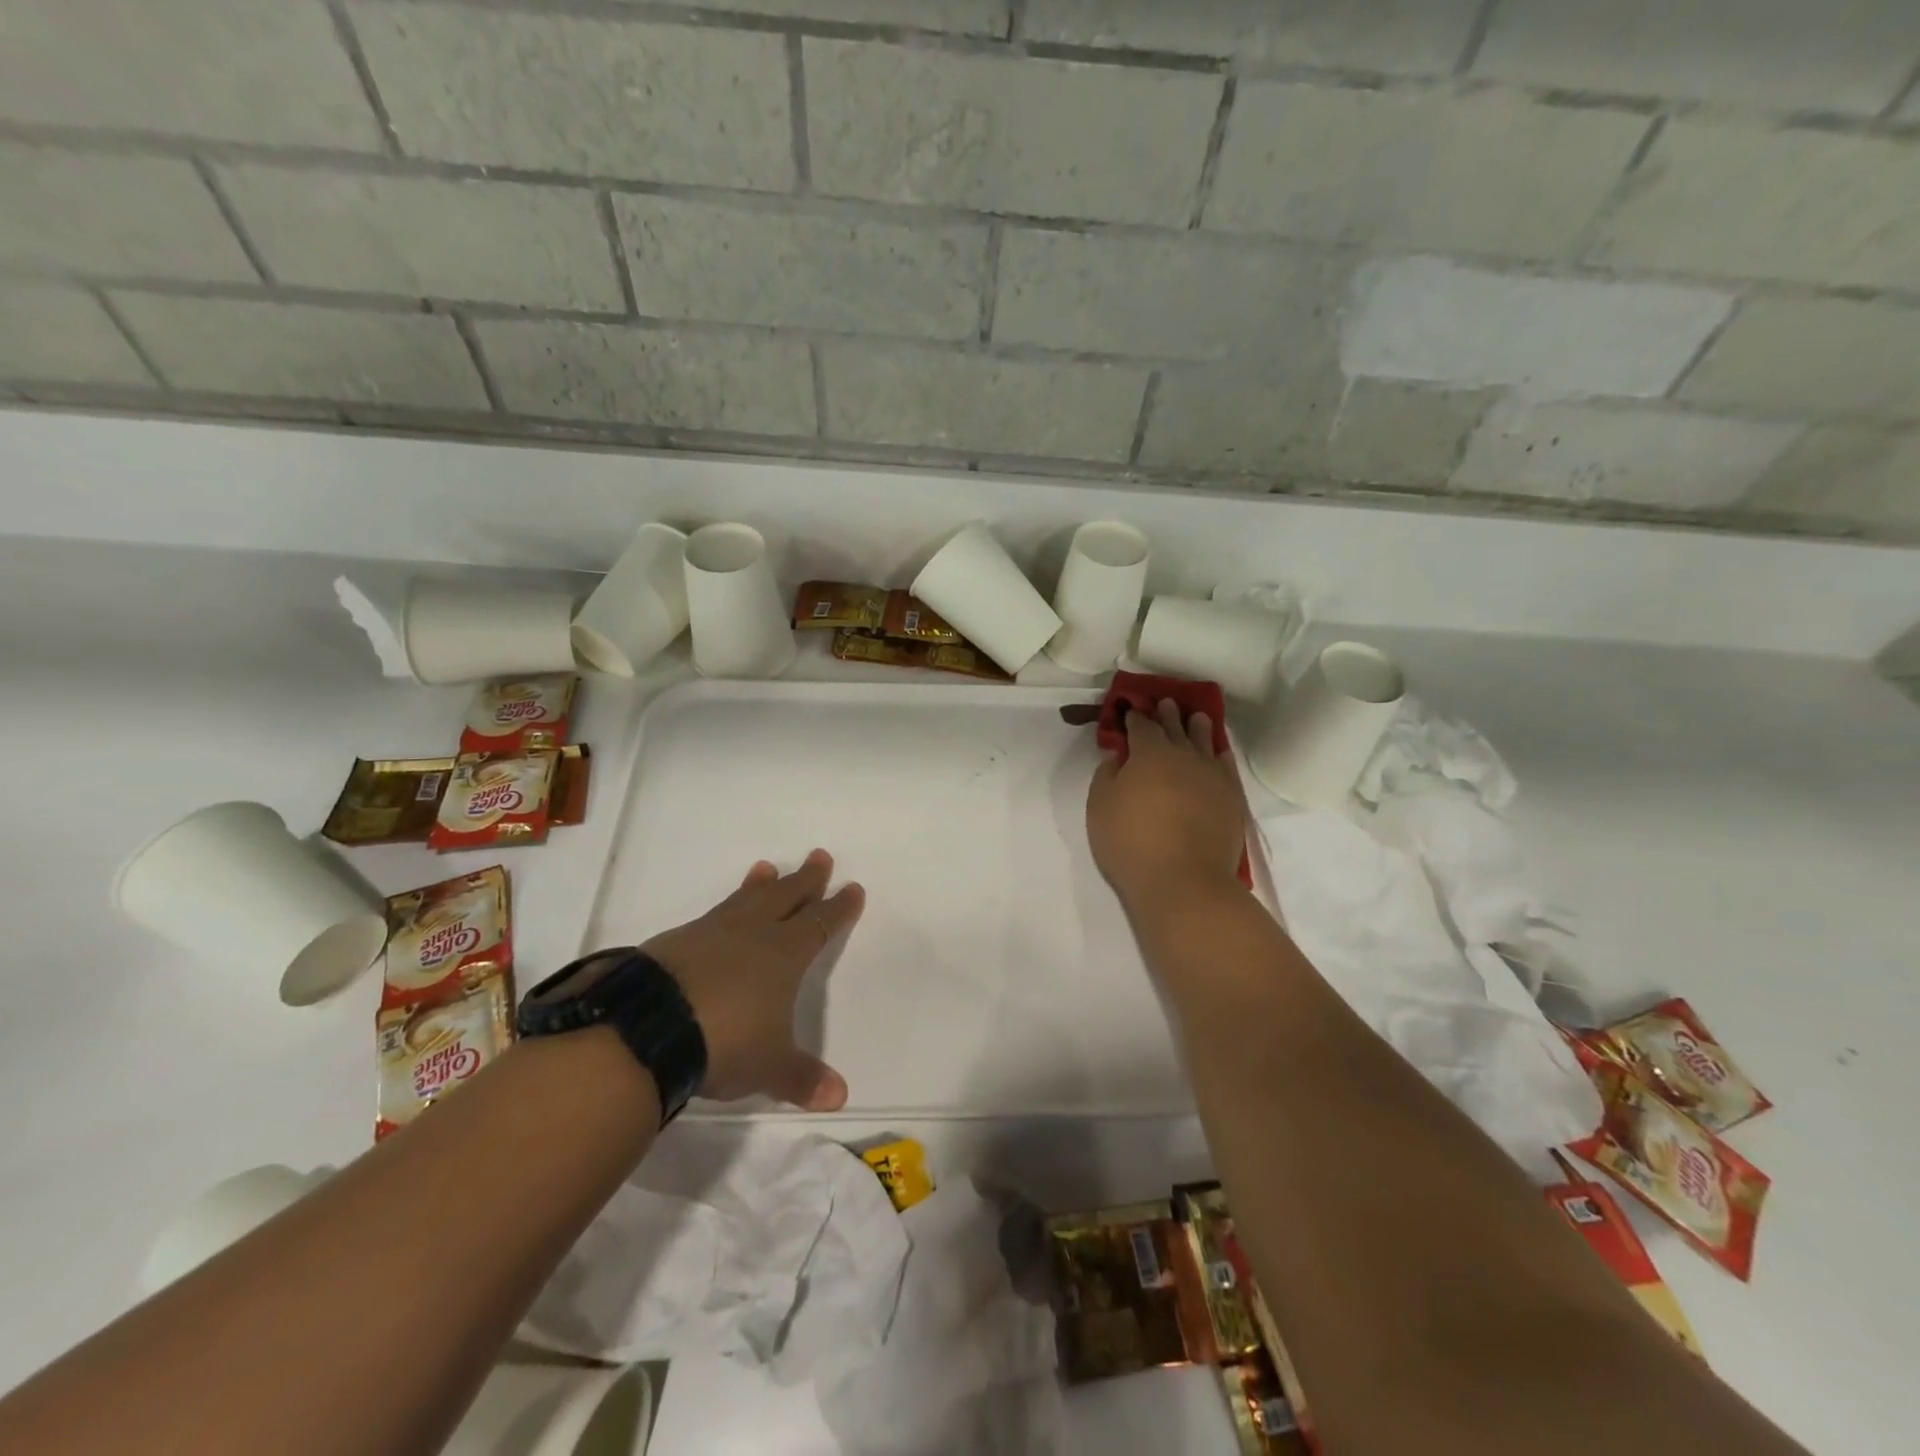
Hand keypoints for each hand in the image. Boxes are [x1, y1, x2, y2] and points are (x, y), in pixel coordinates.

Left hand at [641, 849, 863, 1110]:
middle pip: (787, 897)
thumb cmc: (725, 1042)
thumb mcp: (770, 1066)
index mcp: (784, 955)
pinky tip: (720, 914)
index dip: (838, 908)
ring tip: (766, 868)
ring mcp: (713, 932)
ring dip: (761, 884)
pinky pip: (712, 914)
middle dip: (806, 879)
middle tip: (819, 856)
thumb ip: (802, 1078)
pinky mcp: (677, 940)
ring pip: (746, 898)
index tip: (852, 888)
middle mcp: (753, 934)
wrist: (649, 1027)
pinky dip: (726, 906)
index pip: (820, 924)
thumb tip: (839, 1097)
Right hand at [1087, 699, 1245, 912]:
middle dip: (1167, 714)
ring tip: (1197, 717)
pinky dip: (1220, 753)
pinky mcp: (1231, 798)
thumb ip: (1107, 774)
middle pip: (1175, 727)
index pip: (1141, 726)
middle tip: (1165, 703)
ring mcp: (1212, 776)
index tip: (1130, 710)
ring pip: (1205, 741)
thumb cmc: (1131, 843)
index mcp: (1149, 753)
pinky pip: (1226, 765)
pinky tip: (1218, 752)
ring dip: (1198, 727)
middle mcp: (1184, 755)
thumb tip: (1118, 755)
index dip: (1134, 716)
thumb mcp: (1100, 807)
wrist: (1184, 881)